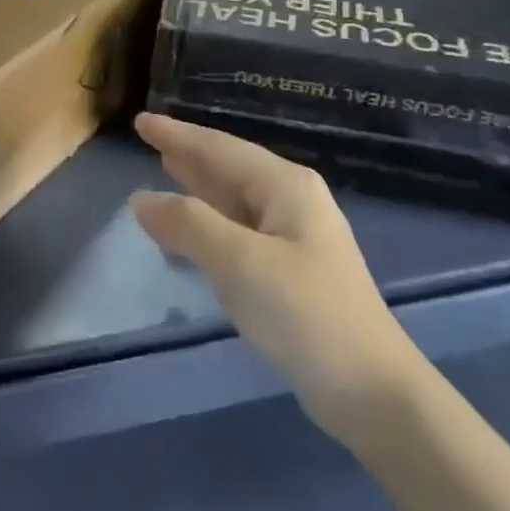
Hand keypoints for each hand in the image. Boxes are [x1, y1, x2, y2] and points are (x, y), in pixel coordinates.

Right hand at [130, 113, 417, 440]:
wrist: (369, 389)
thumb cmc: (304, 313)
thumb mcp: (240, 263)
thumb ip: (189, 224)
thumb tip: (140, 198)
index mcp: (285, 186)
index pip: (220, 148)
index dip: (178, 134)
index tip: (141, 121)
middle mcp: (292, 201)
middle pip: (230, 168)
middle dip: (190, 154)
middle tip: (149, 139)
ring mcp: (294, 237)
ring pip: (235, 199)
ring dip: (199, 185)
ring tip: (165, 167)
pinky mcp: (290, 271)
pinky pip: (239, 230)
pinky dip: (210, 222)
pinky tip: (193, 228)